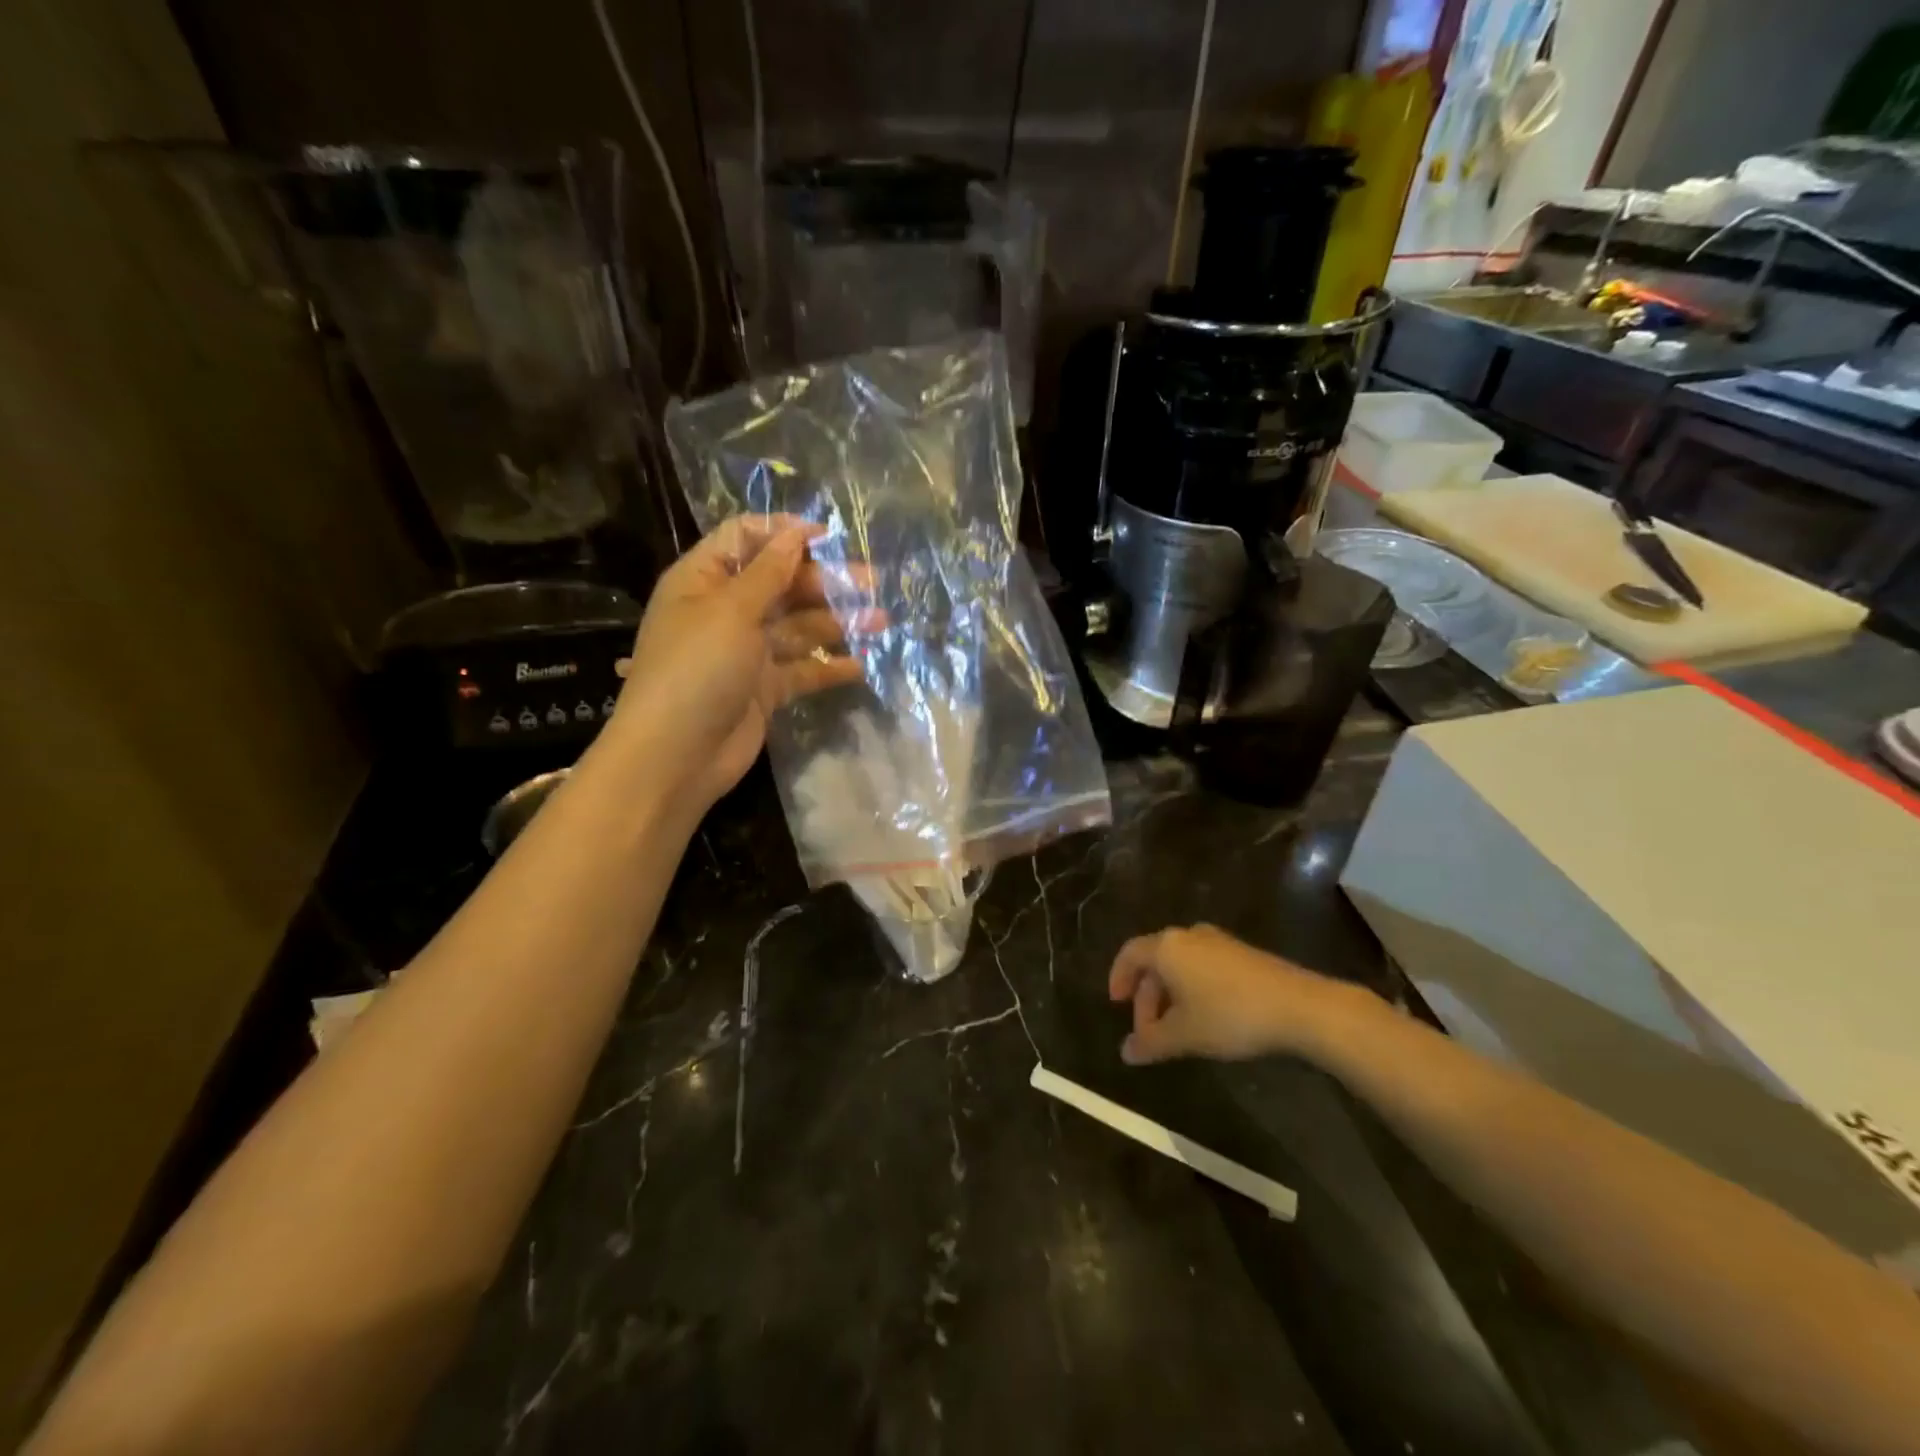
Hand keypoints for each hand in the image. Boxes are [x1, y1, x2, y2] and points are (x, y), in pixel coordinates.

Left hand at [607, 515, 880, 811]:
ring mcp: (746, 652)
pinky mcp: (764, 689)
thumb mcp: (732, 611)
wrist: (677, 755)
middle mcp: (726, 611)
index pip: (745, 539)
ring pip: (798, 627)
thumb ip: (769, 573)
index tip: (830, 537)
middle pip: (780, 583)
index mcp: (704, 580)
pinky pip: (802, 670)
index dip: (785, 534)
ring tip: (880, 622)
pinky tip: (860, 666)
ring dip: (837, 622)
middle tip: (872, 584)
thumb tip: (795, 535)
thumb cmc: (697, 669)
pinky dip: (828, 667)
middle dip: (825, 581)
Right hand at [1108, 925, 1356, 1065]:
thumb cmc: (1230, 1015)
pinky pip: (1203, 966)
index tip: (1116, 1005)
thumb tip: (1126, 1053)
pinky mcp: (1241, 953)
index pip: (1130, 954)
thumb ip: (1150, 1042)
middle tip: (1148, 1032)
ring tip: (1175, 1028)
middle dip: (1147, 997)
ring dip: (1170, 994)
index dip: (1118, 977)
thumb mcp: (1185, 1035)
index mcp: (1167, 947)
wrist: (1299, 1007)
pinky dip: (1193, 988)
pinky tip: (1205, 1017)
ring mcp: (1218, 942)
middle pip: (1155, 961)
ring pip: (1180, 964)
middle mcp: (1188, 935)